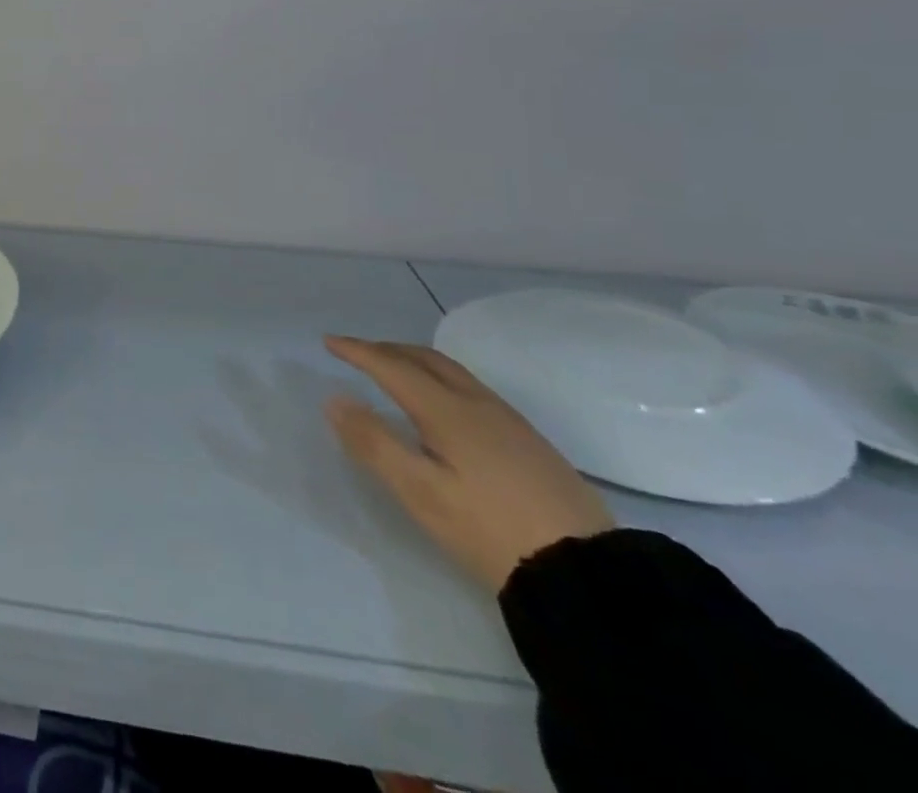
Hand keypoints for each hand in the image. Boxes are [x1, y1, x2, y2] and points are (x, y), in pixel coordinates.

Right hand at [324, 336, 614, 591]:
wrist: (588, 575)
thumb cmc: (489, 530)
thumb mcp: (420, 492)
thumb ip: (374, 443)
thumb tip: (335, 399)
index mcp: (448, 411)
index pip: (392, 367)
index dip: (358, 351)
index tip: (329, 341)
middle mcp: (479, 404)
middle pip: (427, 359)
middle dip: (387, 349)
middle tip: (357, 351)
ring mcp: (510, 422)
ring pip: (453, 372)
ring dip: (416, 361)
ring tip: (394, 370)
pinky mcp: (530, 443)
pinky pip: (472, 389)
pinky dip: (440, 379)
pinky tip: (442, 404)